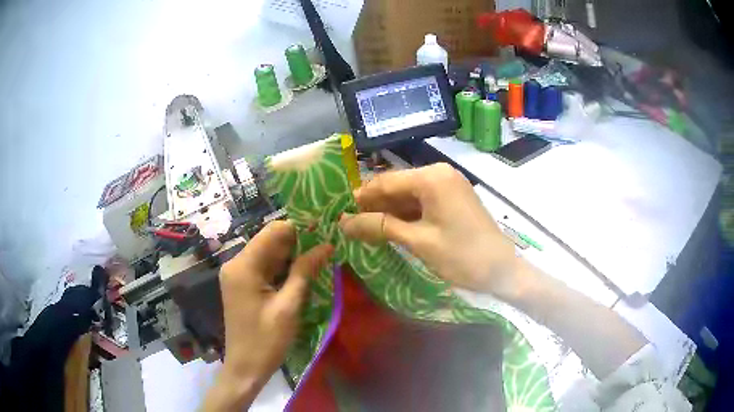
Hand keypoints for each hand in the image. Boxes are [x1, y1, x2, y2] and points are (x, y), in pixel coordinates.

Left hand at [205, 221, 332, 410]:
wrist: (246, 368)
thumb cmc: (266, 341)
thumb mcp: (289, 306)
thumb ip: (305, 272)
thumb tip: (326, 245)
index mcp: (243, 266)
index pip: (273, 232)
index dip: (299, 228)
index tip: (325, 231)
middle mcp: (237, 264)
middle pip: (270, 242)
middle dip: (299, 242)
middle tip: (328, 245)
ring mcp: (238, 275)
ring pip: (270, 255)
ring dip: (293, 256)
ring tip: (321, 258)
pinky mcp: (243, 286)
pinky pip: (266, 269)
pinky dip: (284, 270)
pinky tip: (304, 274)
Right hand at [341, 164, 646, 378]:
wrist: (502, 271)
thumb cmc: (461, 256)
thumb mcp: (418, 241)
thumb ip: (380, 226)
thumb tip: (343, 222)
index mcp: (431, 177)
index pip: (385, 181)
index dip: (360, 197)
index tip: (338, 211)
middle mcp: (439, 174)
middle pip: (397, 186)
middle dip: (374, 205)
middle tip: (348, 223)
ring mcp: (448, 186)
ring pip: (409, 195)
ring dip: (388, 211)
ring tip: (364, 228)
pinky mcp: (453, 200)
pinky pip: (423, 202)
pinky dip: (406, 215)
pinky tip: (389, 228)